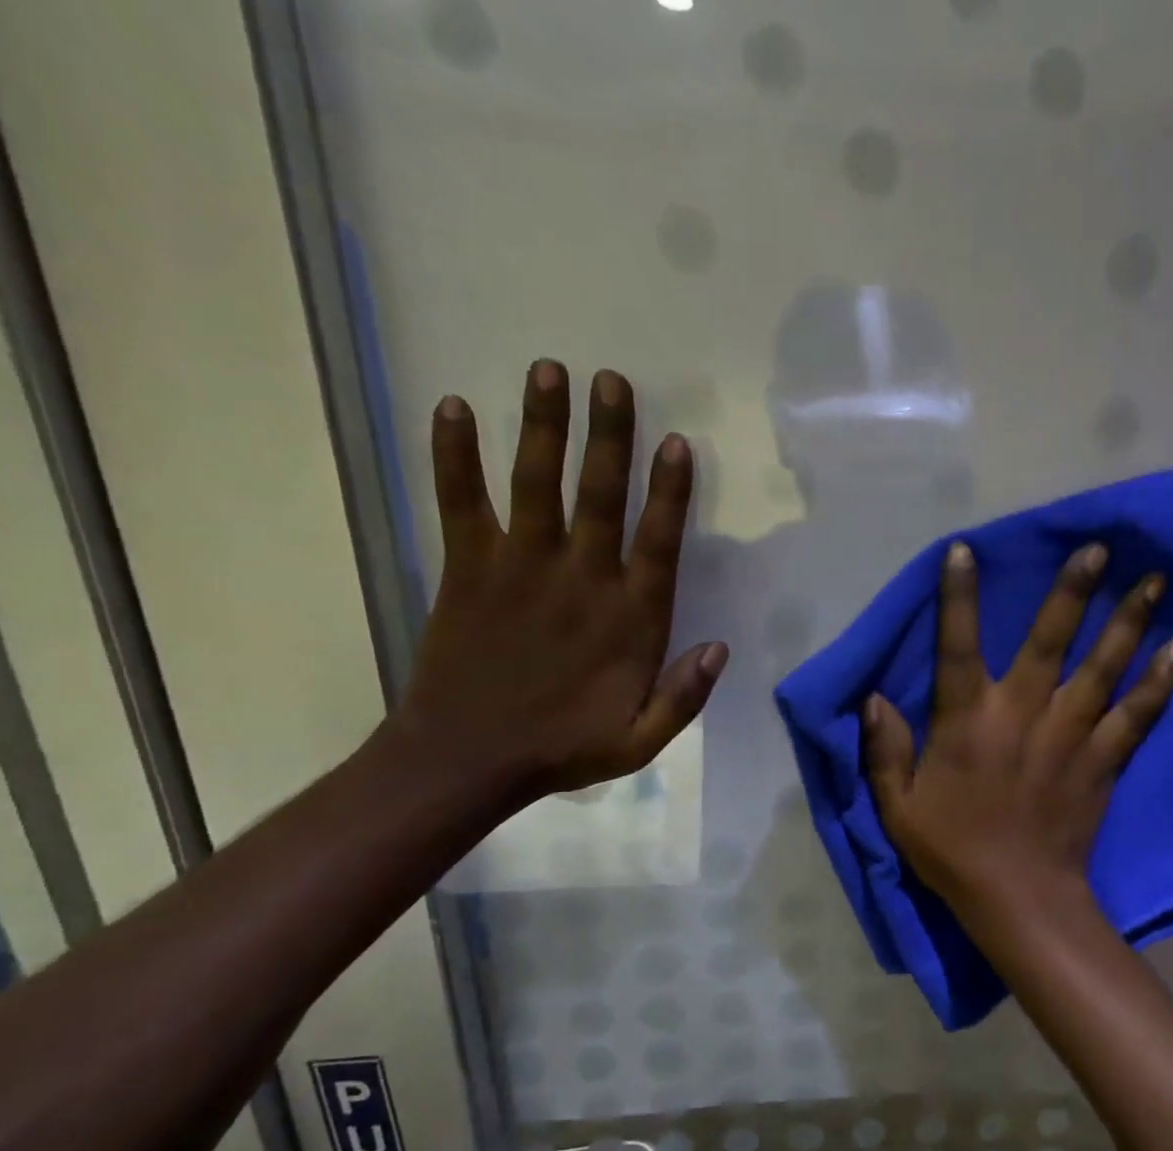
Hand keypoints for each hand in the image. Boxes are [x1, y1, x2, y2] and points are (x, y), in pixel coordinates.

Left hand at [395, 360, 726, 802]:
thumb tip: (721, 648)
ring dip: (542, 426)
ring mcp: (519, 568)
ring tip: (548, 370)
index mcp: (628, 620)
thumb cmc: (563, 748)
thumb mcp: (641, 741)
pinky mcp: (467, 568)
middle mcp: (579, 580)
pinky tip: (452, 408)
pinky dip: (454, 456)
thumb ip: (684, 696)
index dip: (669, 492)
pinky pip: (460, 502)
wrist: (467, 758)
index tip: (676, 442)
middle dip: (608, 436)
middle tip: (611, 379)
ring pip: (536, 484)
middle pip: (600, 496)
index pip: (657, 543)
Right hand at [864, 540, 1172, 924]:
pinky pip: (1136, 716)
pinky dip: (1158, 684)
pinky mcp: (1103, 761)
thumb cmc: (953, 850)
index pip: (958, 645)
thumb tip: (873, 698)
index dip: (958, 596)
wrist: (1019, 898)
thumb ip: (885, 750)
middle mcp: (1023, 713)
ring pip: (1102, 667)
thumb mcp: (897, 807)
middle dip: (1073, 590)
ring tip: (1154, 580)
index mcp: (968, 720)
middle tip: (1101, 547)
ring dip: (1127, 621)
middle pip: (1050, 640)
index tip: (966, 549)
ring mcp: (1070, 735)